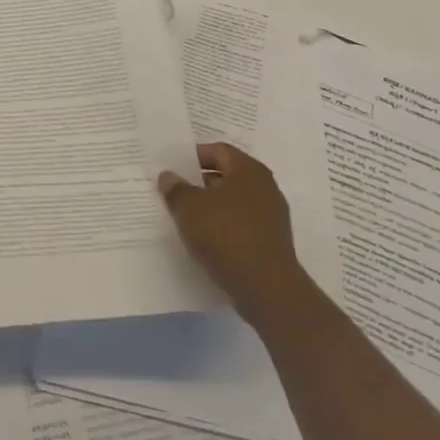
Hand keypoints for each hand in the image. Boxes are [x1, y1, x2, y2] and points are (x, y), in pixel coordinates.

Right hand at [158, 143, 305, 323]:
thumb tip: (168, 176)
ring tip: (185, 218)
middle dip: (200, 182)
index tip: (173, 168)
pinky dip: (223, 228)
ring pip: (234, 203)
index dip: (194, 156)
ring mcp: (272, 217)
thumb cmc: (226, 235)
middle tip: (174, 191)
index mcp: (249, 170)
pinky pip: (241, 225)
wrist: (266, 288)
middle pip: (227, 176)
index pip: (219, 150)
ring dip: (211, 207)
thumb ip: (175, 189)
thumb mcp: (189, 207)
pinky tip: (204, 241)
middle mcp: (265, 188)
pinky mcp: (271, 243)